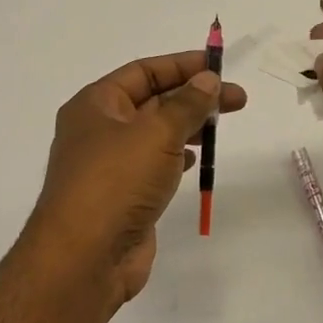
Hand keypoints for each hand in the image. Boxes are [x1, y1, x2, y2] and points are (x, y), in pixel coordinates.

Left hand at [27, 51, 247, 306]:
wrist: (86, 257)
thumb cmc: (116, 182)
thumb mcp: (157, 133)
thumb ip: (187, 104)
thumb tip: (208, 80)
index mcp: (95, 104)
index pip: (143, 71)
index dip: (182, 66)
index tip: (219, 67)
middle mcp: (98, 130)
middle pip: (151, 101)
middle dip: (192, 98)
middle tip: (236, 100)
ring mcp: (109, 166)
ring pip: (154, 135)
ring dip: (187, 127)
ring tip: (220, 127)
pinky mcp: (122, 196)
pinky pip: (152, 165)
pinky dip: (175, 157)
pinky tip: (195, 160)